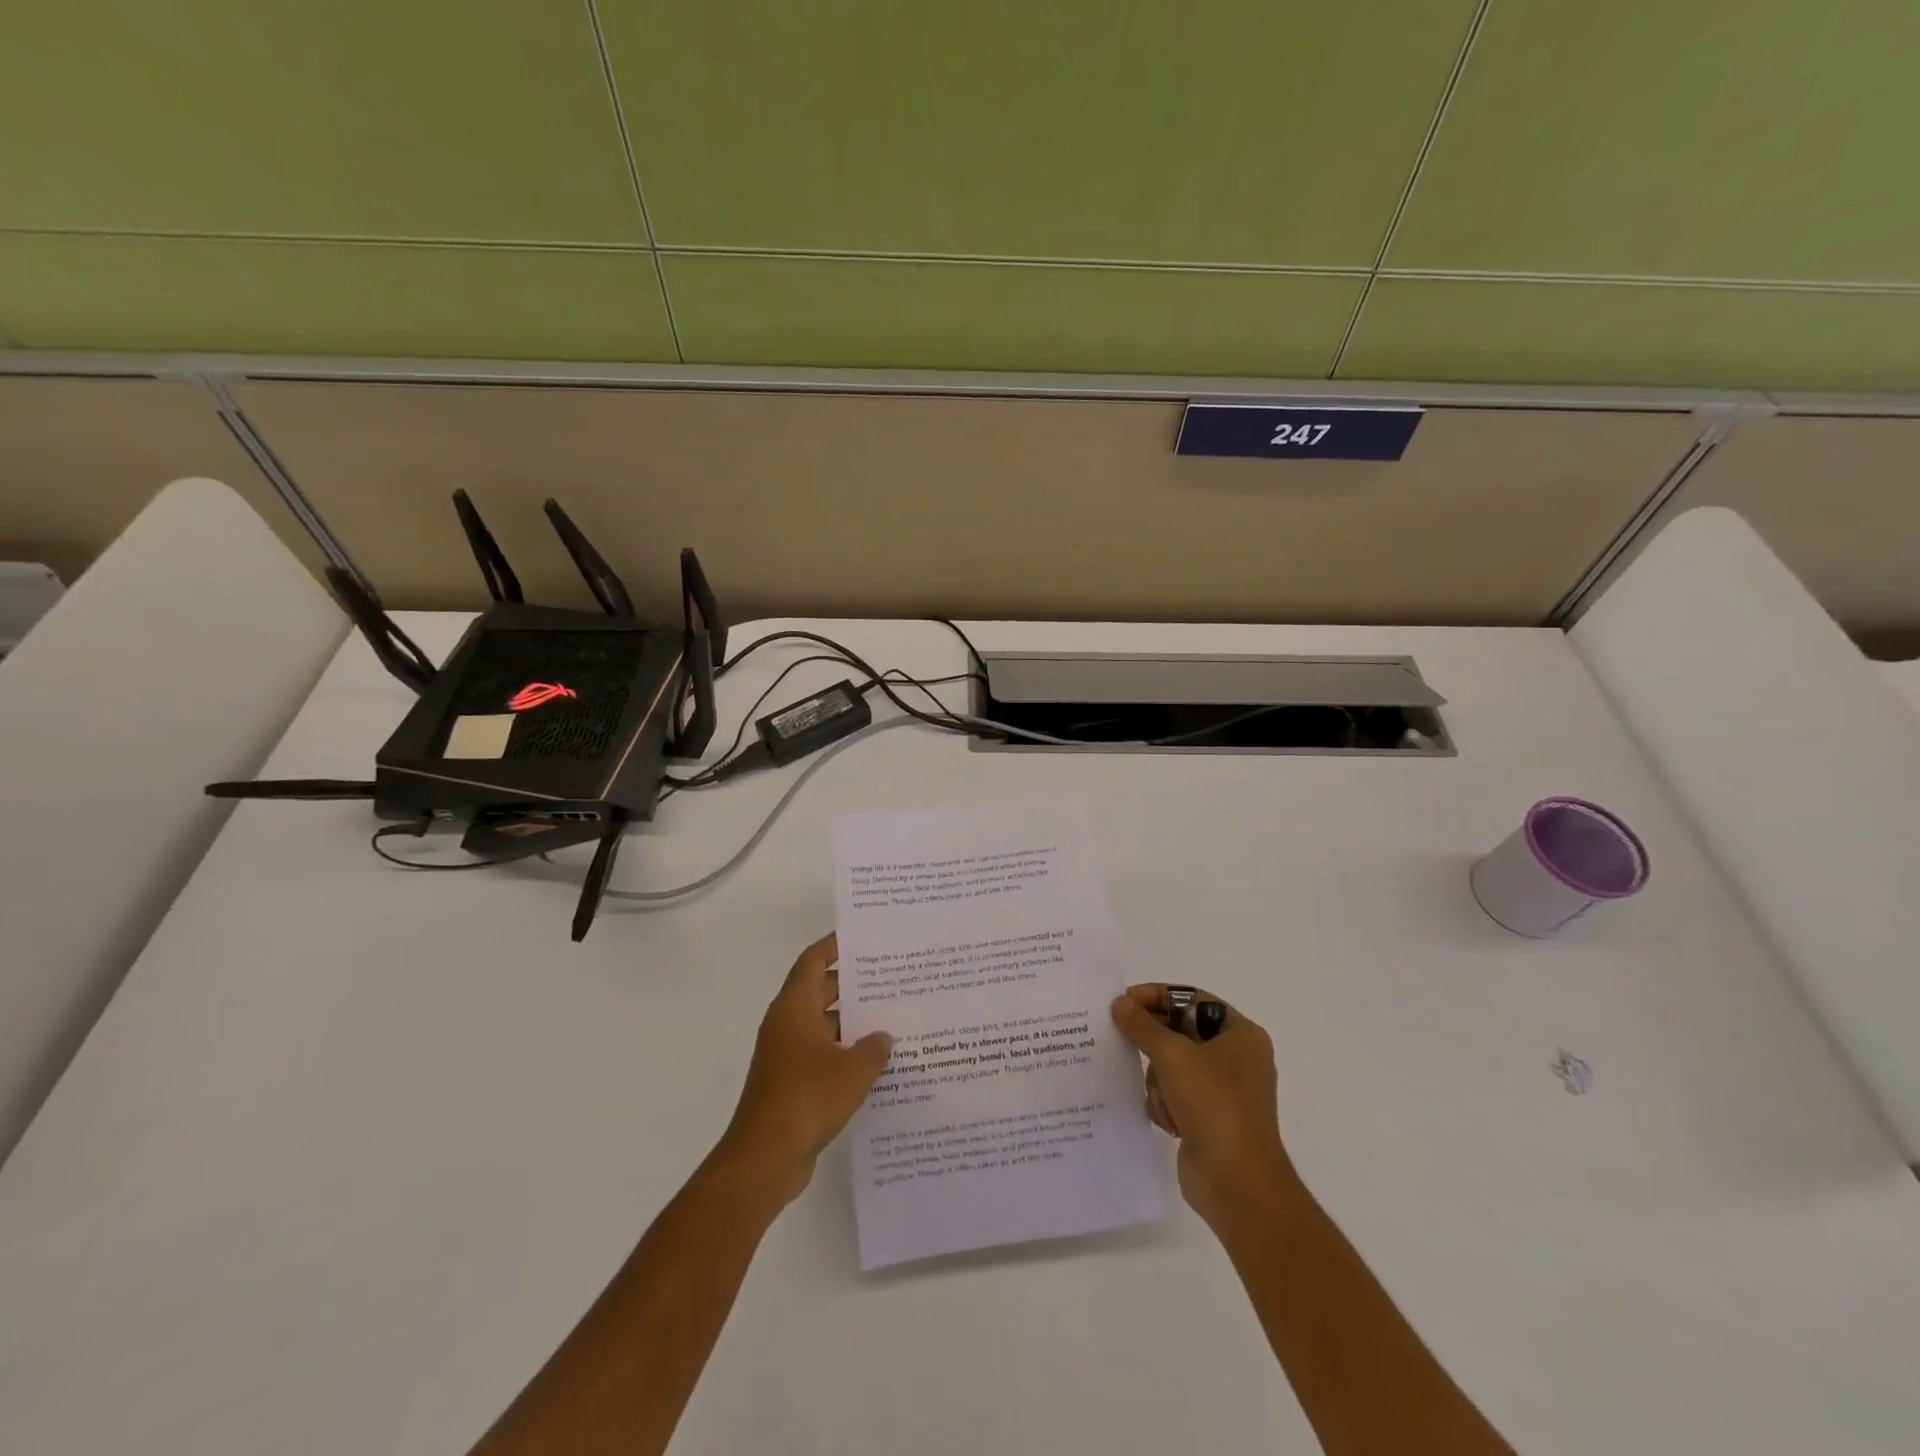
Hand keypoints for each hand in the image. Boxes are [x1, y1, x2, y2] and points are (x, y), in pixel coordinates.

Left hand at [717, 933, 892, 1209]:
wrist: (765, 1159)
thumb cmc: (808, 1098)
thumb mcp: (853, 1070)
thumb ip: (874, 1048)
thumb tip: (884, 1037)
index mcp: (794, 1008)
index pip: (813, 961)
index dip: (834, 945)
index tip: (862, 937)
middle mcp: (787, 1025)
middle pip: (820, 991)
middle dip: (852, 984)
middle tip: (890, 977)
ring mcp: (786, 1056)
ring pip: (823, 1026)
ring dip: (852, 1022)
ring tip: (892, 1017)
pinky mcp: (791, 1084)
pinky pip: (823, 1056)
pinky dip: (845, 1054)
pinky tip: (877, 1063)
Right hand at [1110, 984, 1295, 1231]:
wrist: (1237, 1185)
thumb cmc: (1214, 1106)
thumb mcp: (1173, 1056)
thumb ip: (1142, 1025)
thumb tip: (1120, 1003)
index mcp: (1240, 1035)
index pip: (1192, 999)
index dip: (1157, 997)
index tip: (1123, 1002)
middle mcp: (1235, 1058)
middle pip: (1179, 1032)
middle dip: (1154, 1045)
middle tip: (1123, 1040)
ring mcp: (1222, 1091)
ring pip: (1171, 1065)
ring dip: (1160, 1082)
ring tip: (1166, 1102)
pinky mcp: (1207, 1118)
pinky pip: (1173, 1094)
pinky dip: (1164, 1104)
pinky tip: (1168, 1122)